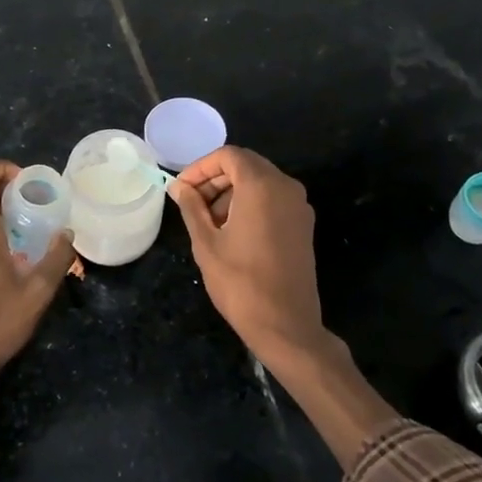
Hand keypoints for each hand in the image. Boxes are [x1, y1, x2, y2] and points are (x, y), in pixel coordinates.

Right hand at [168, 147, 345, 373]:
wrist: (286, 326)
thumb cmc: (240, 282)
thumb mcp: (206, 243)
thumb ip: (192, 207)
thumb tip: (179, 187)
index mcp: (262, 186)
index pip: (228, 156)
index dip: (200, 167)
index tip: (181, 190)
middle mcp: (286, 188)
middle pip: (245, 165)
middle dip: (214, 179)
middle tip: (190, 204)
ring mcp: (299, 207)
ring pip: (260, 182)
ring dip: (231, 193)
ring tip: (207, 222)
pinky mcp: (302, 226)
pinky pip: (272, 200)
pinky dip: (249, 205)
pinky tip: (230, 232)